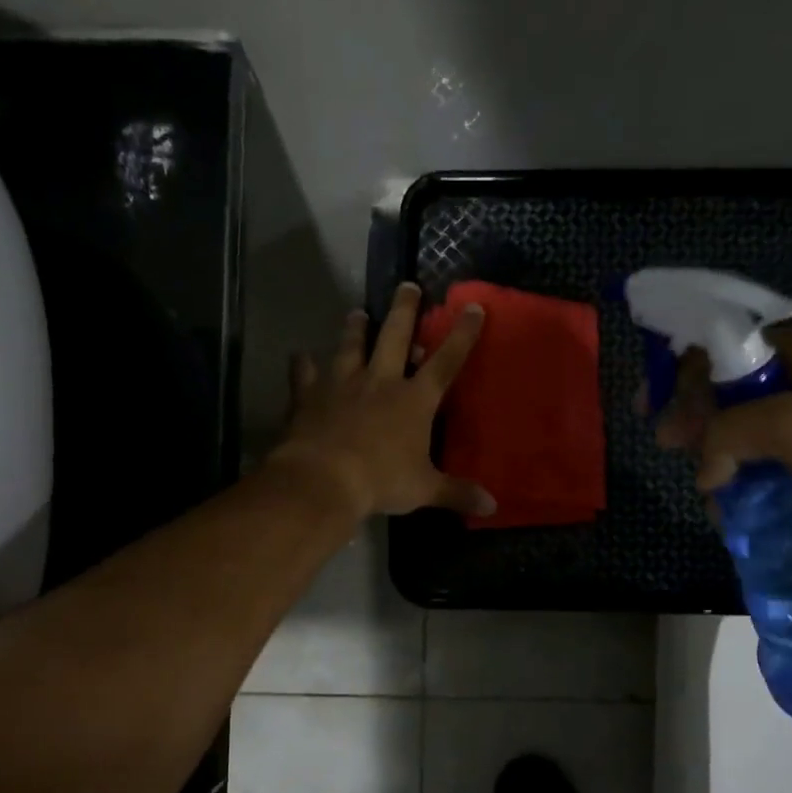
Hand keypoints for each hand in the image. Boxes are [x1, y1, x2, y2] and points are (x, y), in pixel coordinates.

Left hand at [269, 282, 496, 519]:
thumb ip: (456, 493)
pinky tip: (299, 356)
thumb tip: (492, 506)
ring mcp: (342, 384)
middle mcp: (380, 381)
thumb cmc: (382, 481)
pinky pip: (304, 375)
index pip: (446, 362)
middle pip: (394, 336)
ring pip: (350, 347)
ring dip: (355, 329)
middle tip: (406, 286)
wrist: (324, 479)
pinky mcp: (309, 396)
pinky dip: (302, 365)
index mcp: (414, 400)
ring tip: (357, 312)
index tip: (472, 308)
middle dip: (404, 310)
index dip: (462, 336)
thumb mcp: (425, 490)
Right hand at [655, 325, 791, 512]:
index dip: (675, 377)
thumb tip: (703, 471)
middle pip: (728, 391)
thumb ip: (727, 437)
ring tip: (713, 492)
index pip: (715, 351)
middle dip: (696, 423)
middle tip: (673, 451)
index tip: (650, 412)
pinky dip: (754, 474)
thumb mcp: (787, 425)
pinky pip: (777, 455)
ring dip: (724, 457)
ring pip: (751, 428)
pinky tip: (744, 502)